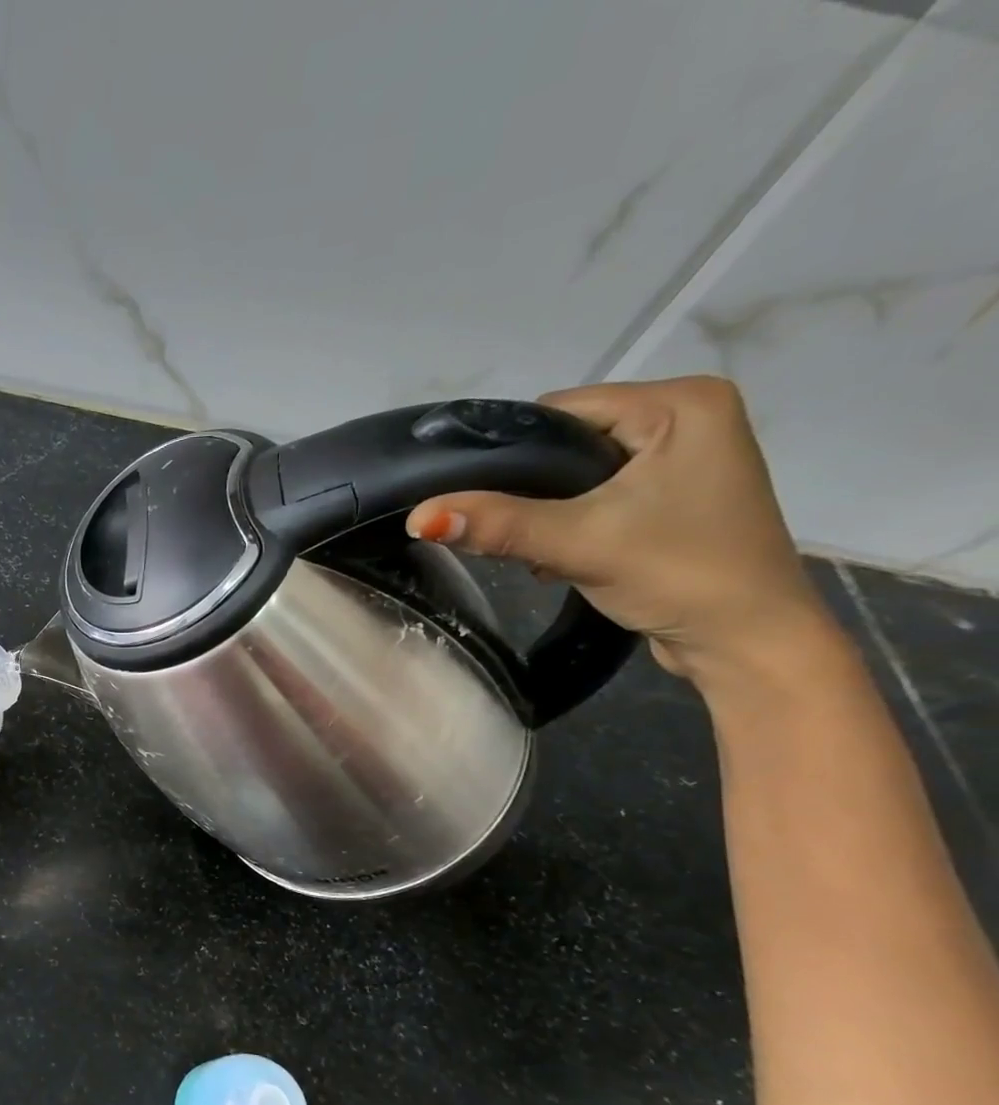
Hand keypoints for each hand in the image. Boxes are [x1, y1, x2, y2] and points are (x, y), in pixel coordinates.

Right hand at [404, 376, 837, 686]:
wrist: (745, 642)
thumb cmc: (679, 574)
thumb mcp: (580, 542)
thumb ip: (499, 525)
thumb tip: (419, 518)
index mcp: (682, 402)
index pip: (561, 411)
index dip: (510, 454)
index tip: (474, 497)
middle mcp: (688, 416)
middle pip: (567, 441)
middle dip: (529, 488)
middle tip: (509, 533)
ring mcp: (683, 457)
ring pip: (578, 471)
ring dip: (546, 510)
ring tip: (539, 549)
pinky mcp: (673, 494)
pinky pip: (598, 492)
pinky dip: (570, 520)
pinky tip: (561, 553)